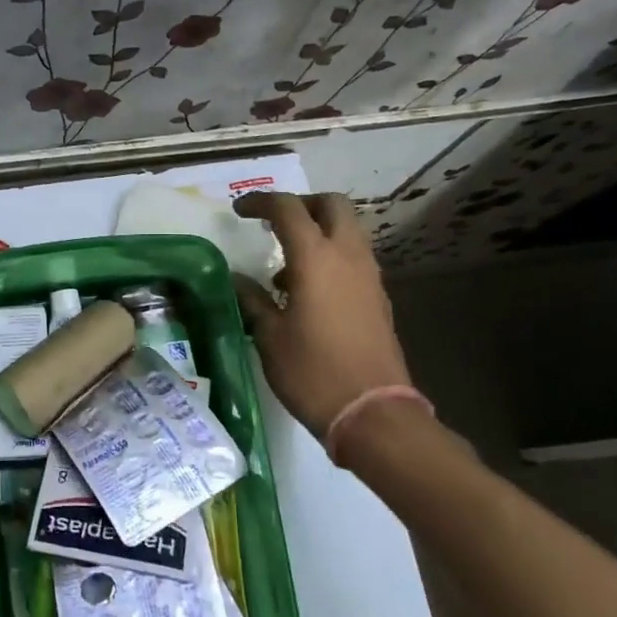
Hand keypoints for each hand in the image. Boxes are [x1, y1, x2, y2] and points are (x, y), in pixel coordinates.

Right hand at [231, 192, 413, 443]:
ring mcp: (369, 276)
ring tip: (285, 267)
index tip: (239, 211)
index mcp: (316, 258)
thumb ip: (252, 300)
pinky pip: (354, 258)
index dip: (260, 202)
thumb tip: (237, 279)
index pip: (288, 209)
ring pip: (348, 230)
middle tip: (274, 222)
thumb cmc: (312, 372)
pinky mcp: (378, 298)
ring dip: (318, 232)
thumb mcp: (270, 336)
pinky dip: (331, 257)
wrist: (372, 414)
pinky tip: (308, 293)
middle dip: (301, 205)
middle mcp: (348, 256)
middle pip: (332, 205)